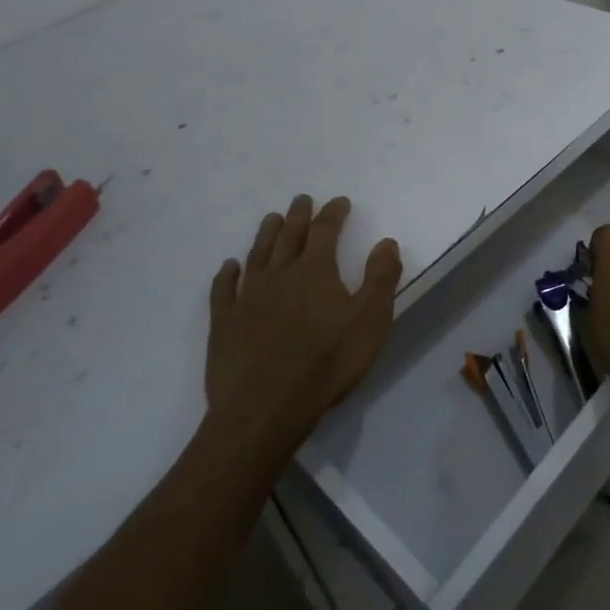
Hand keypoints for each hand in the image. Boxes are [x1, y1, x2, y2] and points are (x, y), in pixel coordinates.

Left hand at [207, 195, 402, 444]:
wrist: (264, 409)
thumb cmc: (326, 364)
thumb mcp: (370, 321)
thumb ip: (381, 278)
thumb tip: (386, 241)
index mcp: (315, 271)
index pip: (325, 230)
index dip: (333, 213)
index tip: (340, 201)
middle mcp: (279, 275)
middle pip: (289, 236)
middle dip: (299, 215)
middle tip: (302, 200)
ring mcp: (247, 298)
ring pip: (257, 255)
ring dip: (266, 234)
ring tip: (271, 219)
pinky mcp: (224, 324)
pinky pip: (224, 290)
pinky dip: (227, 274)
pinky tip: (229, 267)